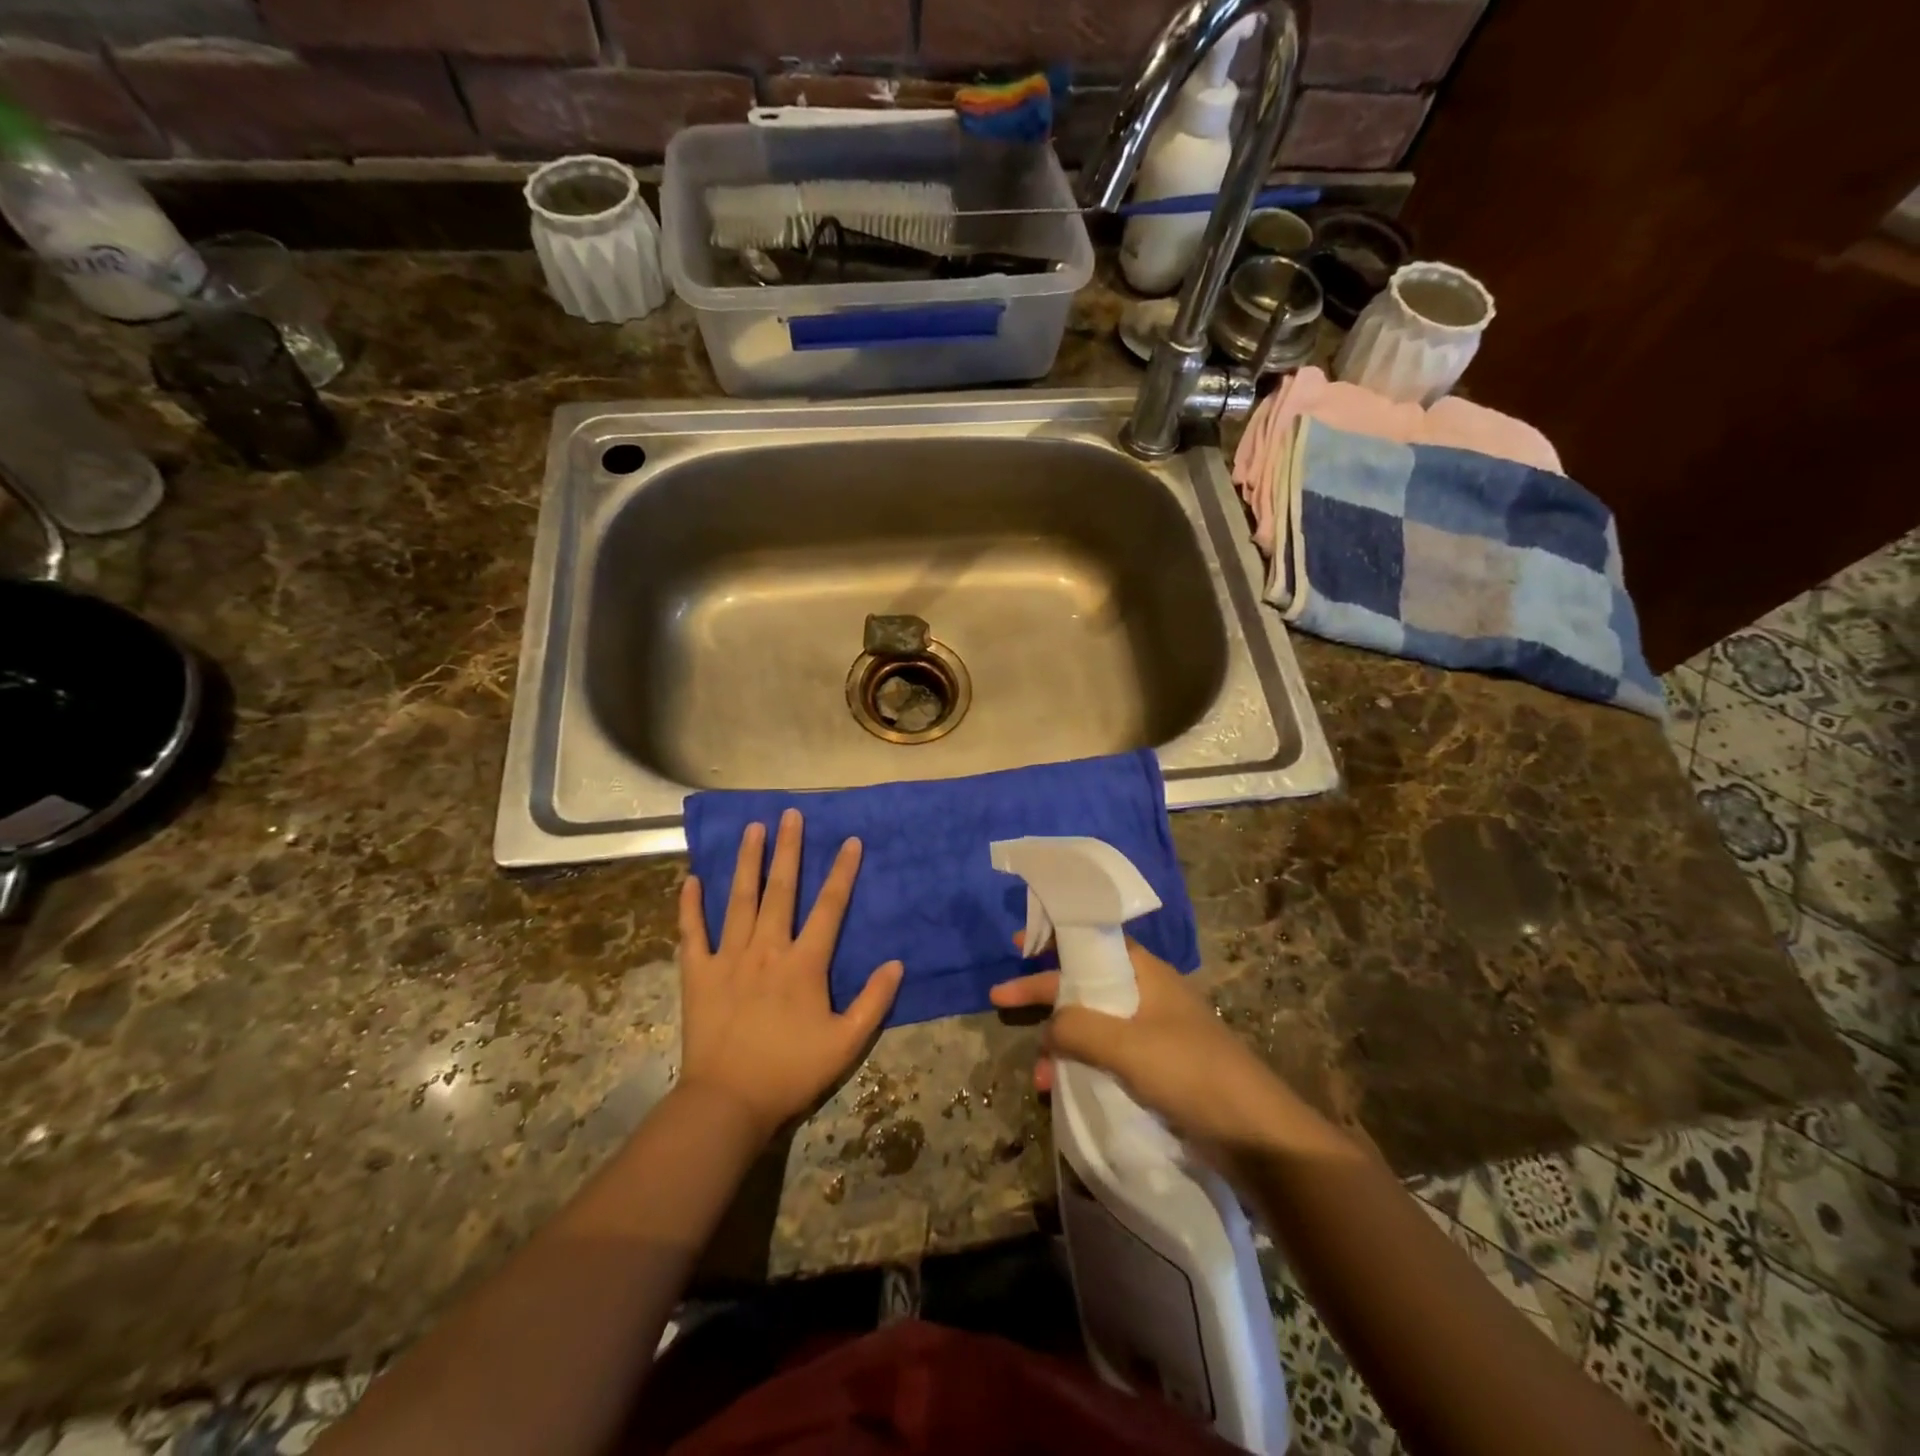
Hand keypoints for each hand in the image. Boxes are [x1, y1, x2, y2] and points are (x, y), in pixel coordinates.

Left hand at [677, 809, 902, 1140]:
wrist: (728, 1102)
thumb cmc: (791, 1072)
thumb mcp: (846, 1043)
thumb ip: (874, 1002)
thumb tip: (896, 963)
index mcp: (804, 963)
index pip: (829, 907)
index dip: (842, 872)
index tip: (850, 841)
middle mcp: (767, 949)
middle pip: (781, 890)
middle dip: (788, 849)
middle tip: (790, 814)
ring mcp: (728, 958)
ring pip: (739, 900)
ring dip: (747, 862)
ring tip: (752, 828)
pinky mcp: (698, 974)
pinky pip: (693, 933)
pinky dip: (691, 906)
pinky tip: (692, 879)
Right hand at [989, 938, 1315, 1156]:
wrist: (1255, 1134)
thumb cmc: (1190, 1072)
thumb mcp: (1127, 1045)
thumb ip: (1079, 1028)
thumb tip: (1047, 1028)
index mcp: (1145, 974)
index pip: (1091, 944)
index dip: (1054, 940)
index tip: (1018, 943)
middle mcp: (1147, 996)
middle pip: (1085, 985)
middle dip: (1044, 994)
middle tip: (1001, 998)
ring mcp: (1153, 1034)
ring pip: (1093, 1026)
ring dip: (1061, 1042)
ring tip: (1038, 1073)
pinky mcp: (1157, 1070)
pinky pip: (1106, 1057)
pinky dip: (1081, 1067)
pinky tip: (1061, 1090)